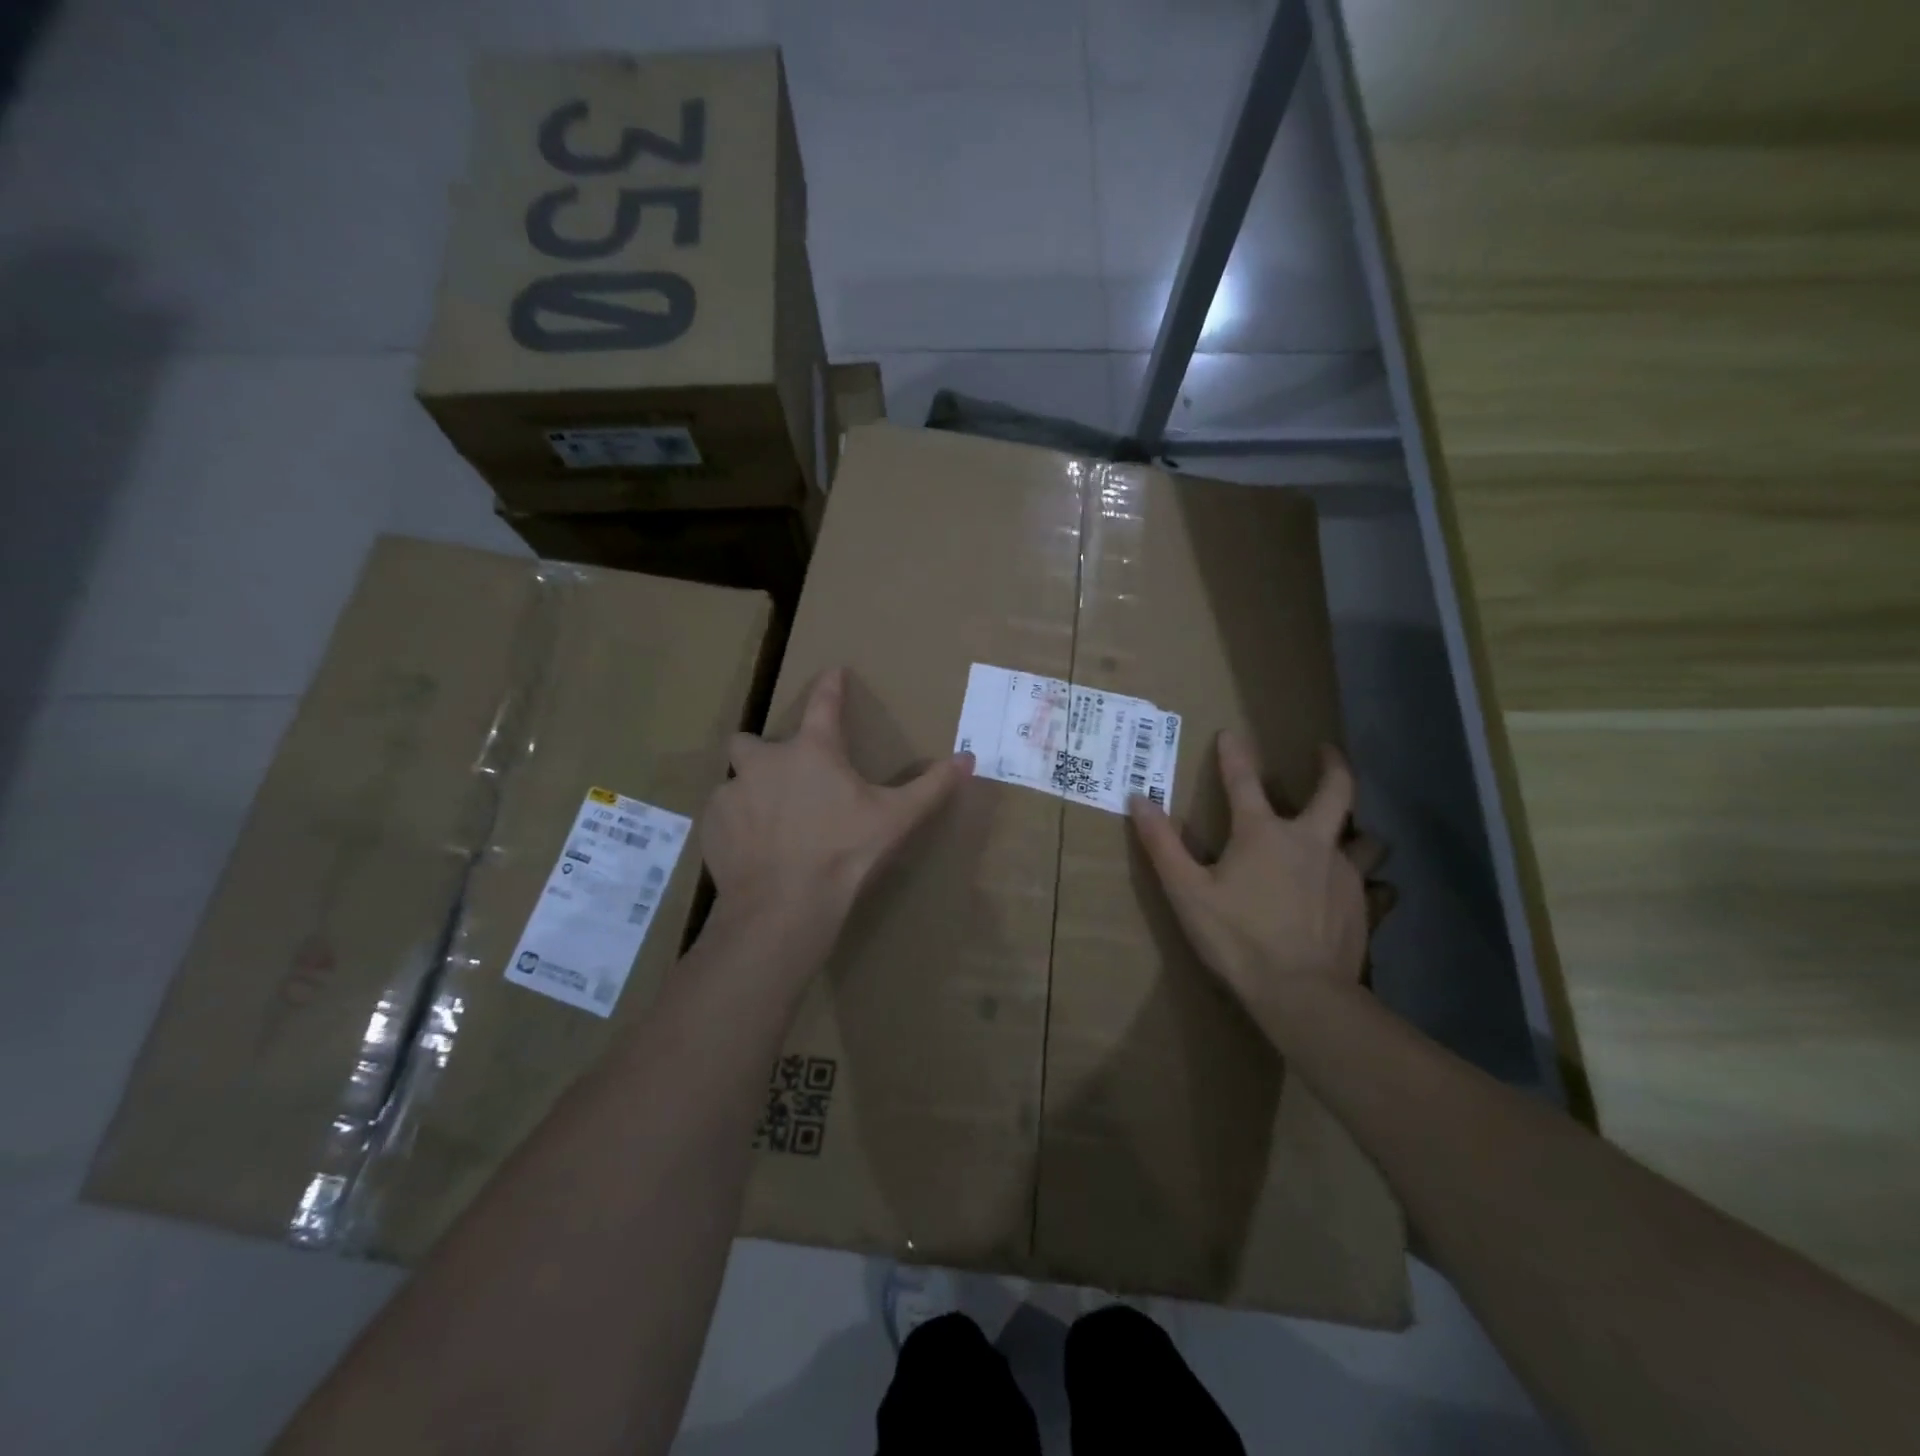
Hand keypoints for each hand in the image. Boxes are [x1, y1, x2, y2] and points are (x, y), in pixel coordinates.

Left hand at [703, 667, 973, 927]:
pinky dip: (736, 826)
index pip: (823, 704)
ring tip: (770, 825)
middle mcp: (765, 762)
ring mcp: (733, 792)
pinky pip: (722, 816)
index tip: (832, 672)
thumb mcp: (896, 819)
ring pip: (736, 781)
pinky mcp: (712, 826)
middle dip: (763, 753)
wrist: (784, 905)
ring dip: (751, 794)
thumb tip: (969, 758)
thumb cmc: (845, 853)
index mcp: (813, 752)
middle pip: (751, 740)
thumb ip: (932, 786)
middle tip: (784, 779)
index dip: (830, 686)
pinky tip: (752, 850)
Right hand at [1129, 733, 1382, 1020]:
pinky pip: (1378, 887)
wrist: (1301, 993)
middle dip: (1332, 766)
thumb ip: (1162, 843)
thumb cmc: (1237, 938)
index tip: (1230, 734)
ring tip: (1350, 834)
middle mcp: (1311, 841)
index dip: (1234, 755)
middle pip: (1336, 791)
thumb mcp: (1186, 891)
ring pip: (1367, 839)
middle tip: (1326, 751)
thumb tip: (1138, 799)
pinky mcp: (1364, 906)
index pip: (1244, 781)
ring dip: (1359, 831)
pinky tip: (1366, 894)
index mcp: (1264, 834)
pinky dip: (1373, 884)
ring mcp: (1344, 873)